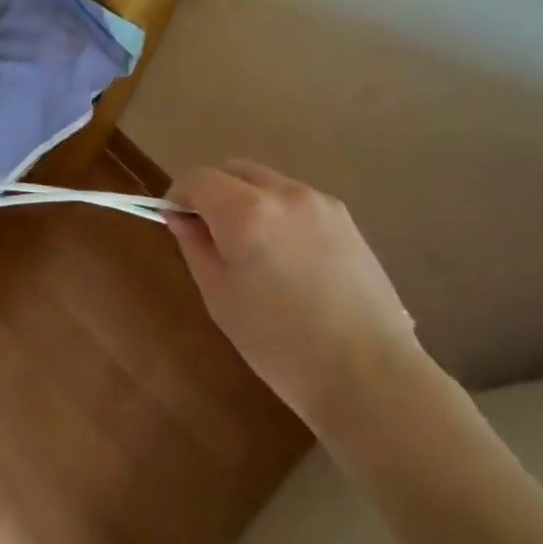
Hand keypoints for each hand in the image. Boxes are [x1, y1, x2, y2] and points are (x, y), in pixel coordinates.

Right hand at [165, 160, 428, 455]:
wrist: (367, 373)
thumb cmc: (278, 342)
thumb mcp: (219, 295)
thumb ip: (195, 245)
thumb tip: (180, 216)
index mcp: (245, 211)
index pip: (198, 178)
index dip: (179, 195)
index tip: (175, 222)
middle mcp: (283, 192)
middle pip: (234, 170)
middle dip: (213, 192)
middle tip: (210, 235)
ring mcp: (320, 202)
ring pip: (267, 183)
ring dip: (247, 201)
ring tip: (253, 250)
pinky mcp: (346, 219)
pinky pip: (296, 201)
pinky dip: (279, 213)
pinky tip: (288, 259)